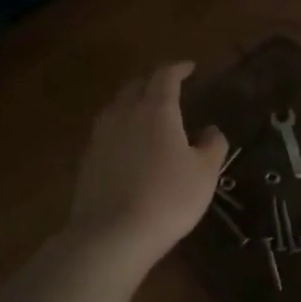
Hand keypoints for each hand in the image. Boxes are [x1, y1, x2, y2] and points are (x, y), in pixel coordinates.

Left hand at [68, 62, 226, 266]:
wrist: (112, 234)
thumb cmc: (169, 198)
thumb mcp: (205, 173)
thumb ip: (213, 145)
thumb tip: (211, 130)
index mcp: (156, 110)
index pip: (165, 77)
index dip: (178, 68)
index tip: (190, 67)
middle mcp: (124, 114)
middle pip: (136, 86)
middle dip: (153, 82)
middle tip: (169, 88)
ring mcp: (101, 137)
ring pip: (117, 107)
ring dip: (134, 104)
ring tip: (148, 114)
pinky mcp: (87, 160)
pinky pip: (107, 132)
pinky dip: (122, 129)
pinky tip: (130, 146)